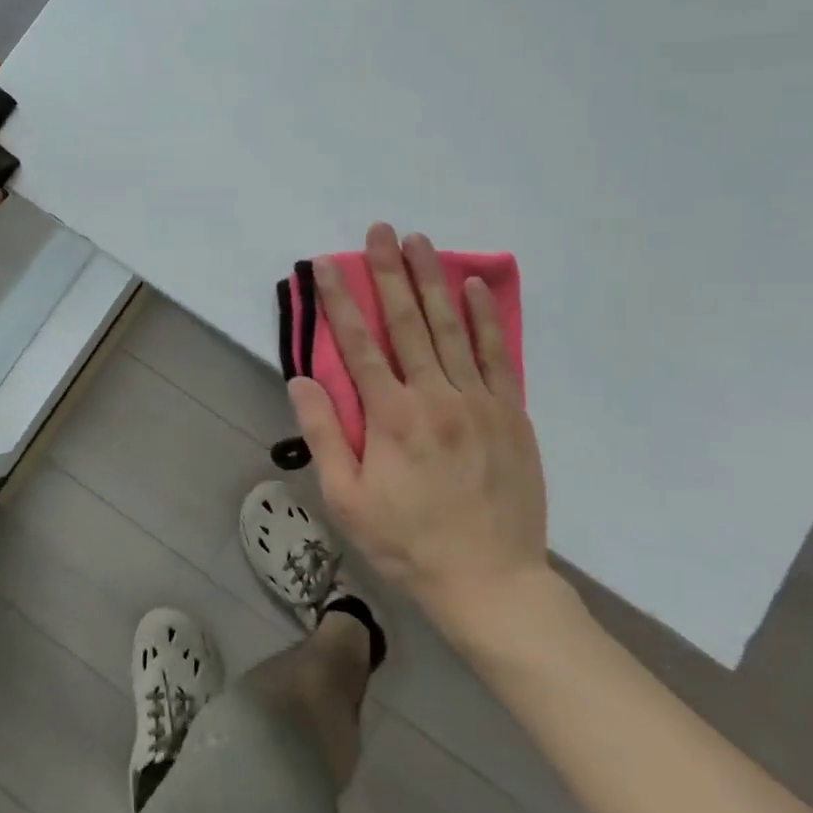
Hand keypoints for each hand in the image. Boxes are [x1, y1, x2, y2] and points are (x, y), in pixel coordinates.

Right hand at [289, 223, 555, 639]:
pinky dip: (484, 318)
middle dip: (388, 272)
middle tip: (379, 230)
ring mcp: (479, 402)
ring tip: (419, 241)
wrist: (491, 583)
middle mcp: (435, 397)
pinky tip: (474, 287)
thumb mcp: (346, 500)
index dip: (338, 301)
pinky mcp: (511, 414)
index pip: (359, 344)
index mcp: (392, 417)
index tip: (324, 265)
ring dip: (432, 280)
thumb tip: (301, 380)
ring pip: (452, 328)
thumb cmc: (407, 542)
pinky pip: (496, 355)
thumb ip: (323, 435)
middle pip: (408, 322)